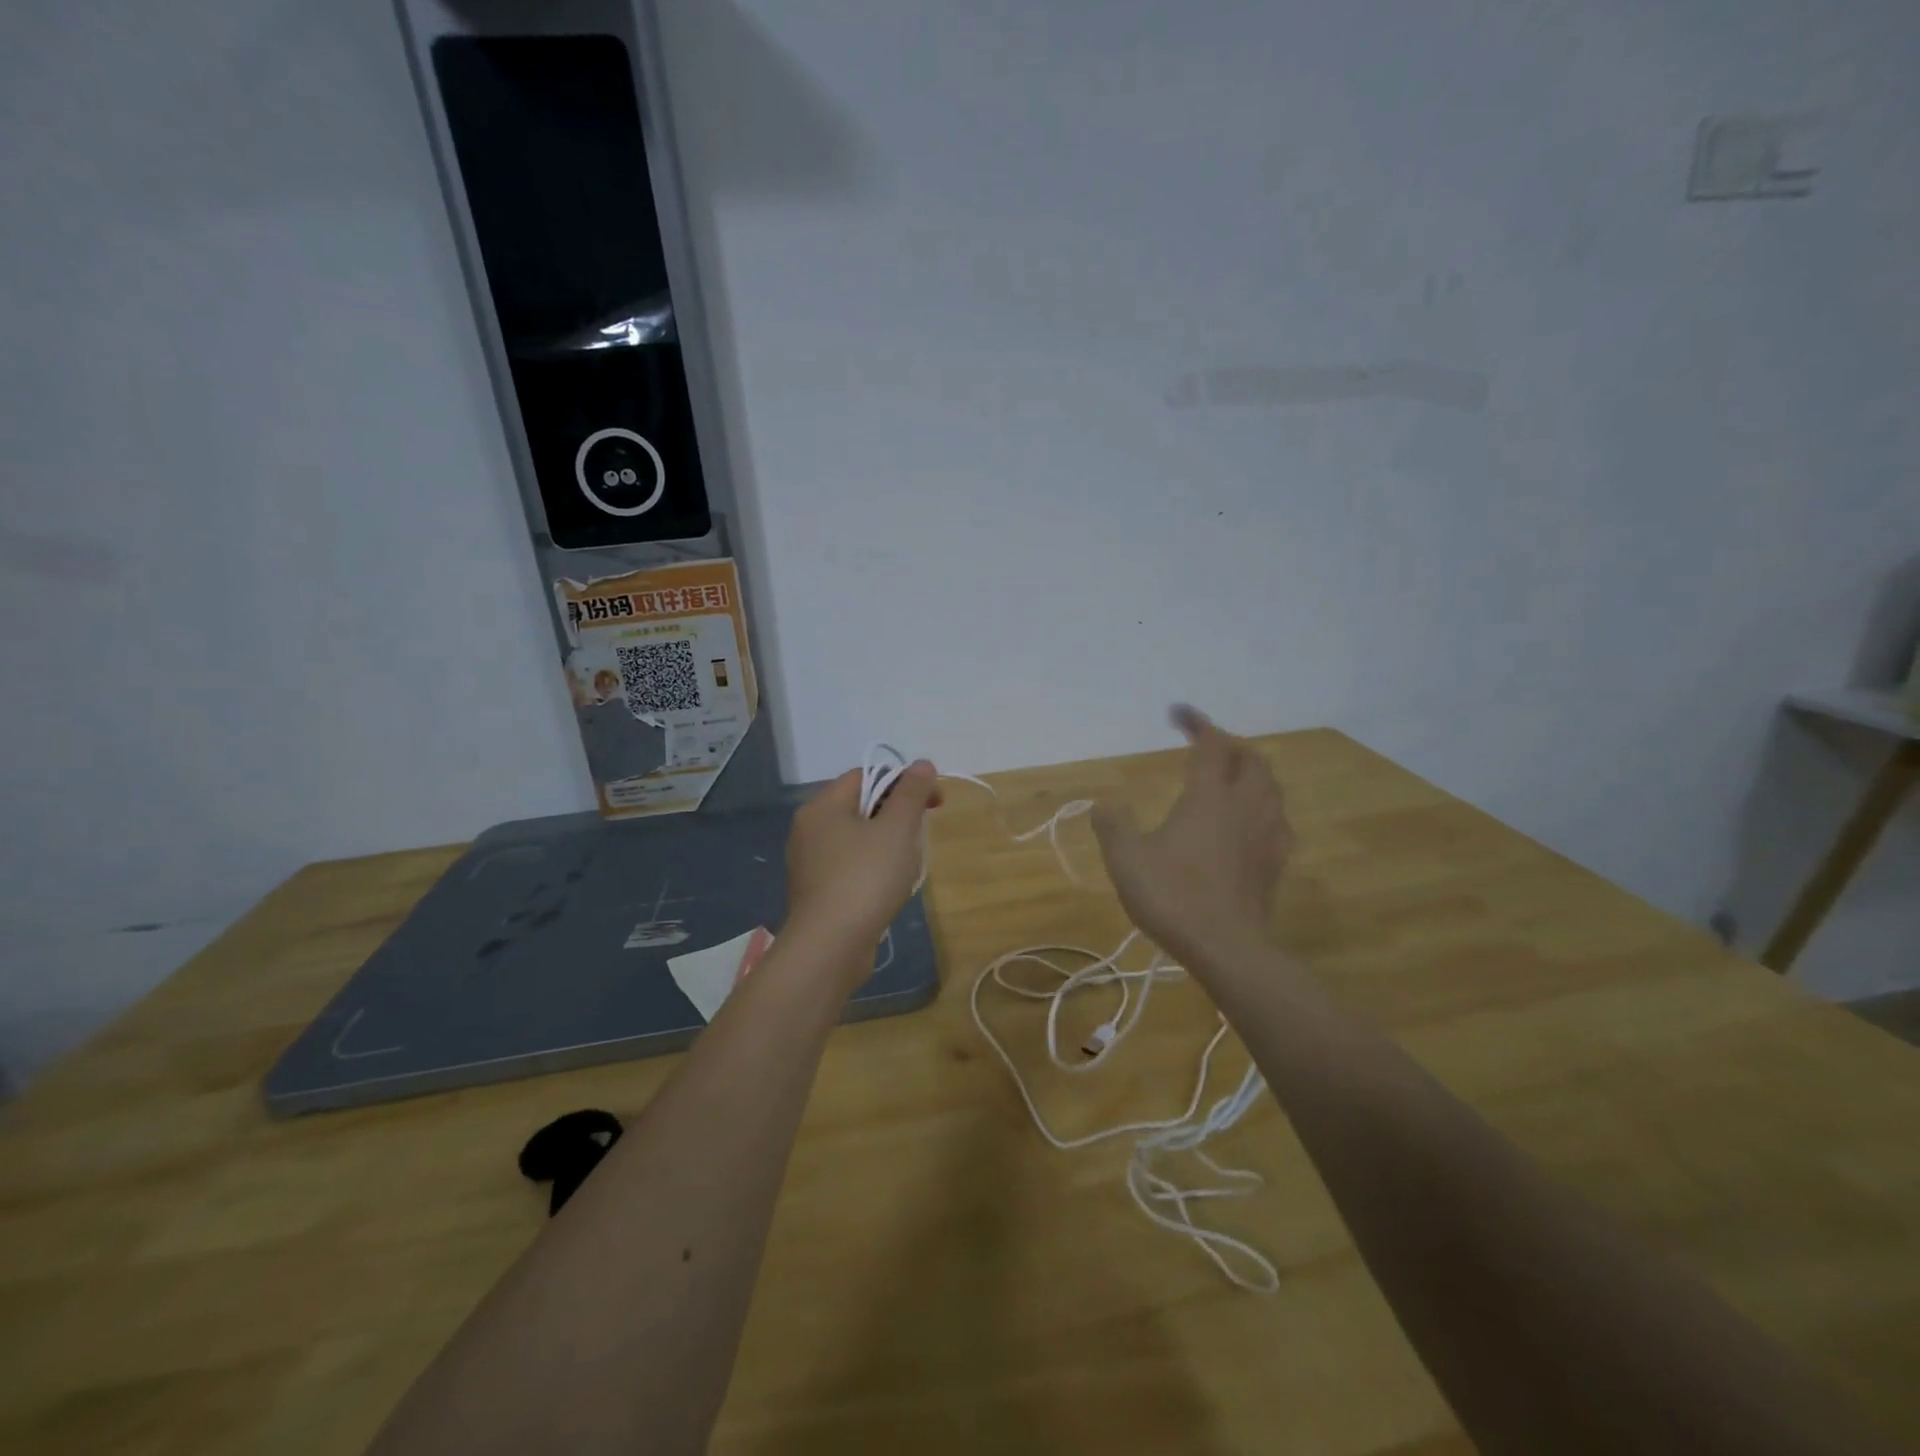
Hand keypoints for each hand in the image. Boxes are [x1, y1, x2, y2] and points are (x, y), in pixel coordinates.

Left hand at [782, 761, 941, 976]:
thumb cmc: (865, 879)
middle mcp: (809, 829)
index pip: (866, 775)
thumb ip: (911, 792)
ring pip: (858, 839)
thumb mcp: (897, 829)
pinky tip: (888, 889)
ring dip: (888, 846)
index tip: (933, 804)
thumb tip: (921, 764)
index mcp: (823, 806)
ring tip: (908, 867)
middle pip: (861, 806)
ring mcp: (809, 862)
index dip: (903, 782)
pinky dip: (872, 869)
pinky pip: (850, 866)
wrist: (830, 947)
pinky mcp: (816, 891)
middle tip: (921, 837)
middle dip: (897, 816)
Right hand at [1092, 705, 1292, 969]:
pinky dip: (1265, 807)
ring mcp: (1265, 835)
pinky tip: (1254, 820)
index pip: (1210, 745)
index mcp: (1209, 796)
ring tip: (1234, 775)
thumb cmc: (1173, 895)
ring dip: (1253, 772)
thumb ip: (1112, 825)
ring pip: (1270, 788)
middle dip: (1230, 744)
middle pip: (1250, 760)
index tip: (1178, 712)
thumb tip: (1104, 803)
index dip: (1197, 723)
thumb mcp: (1126, 858)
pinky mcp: (1275, 863)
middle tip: (1208, 744)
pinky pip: (1278, 820)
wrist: (1227, 947)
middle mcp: (1243, 806)